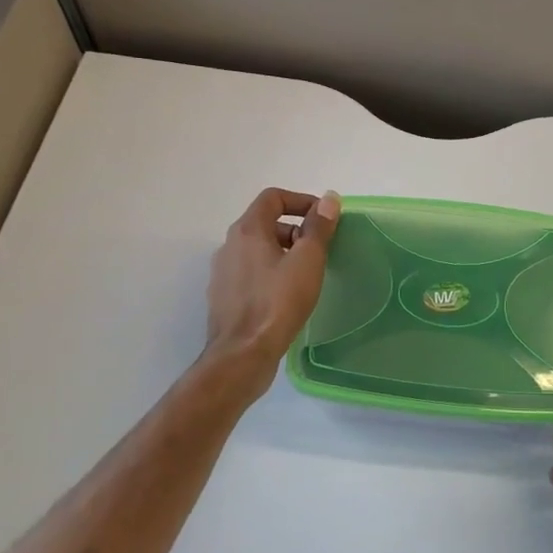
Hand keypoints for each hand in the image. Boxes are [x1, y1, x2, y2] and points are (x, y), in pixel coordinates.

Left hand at [203, 188, 340, 384]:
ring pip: (257, 250)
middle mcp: (229, 246)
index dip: (301, 201)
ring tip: (306, 274)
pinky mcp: (224, 297)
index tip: (323, 219)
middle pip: (265, 223)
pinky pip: (250, 273)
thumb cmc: (278, 302)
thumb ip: (319, 227)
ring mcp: (223, 273)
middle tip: (318, 250)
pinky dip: (270, 273)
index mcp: (247, 231)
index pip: (273, 198)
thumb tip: (329, 199)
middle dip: (295, 229)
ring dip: (283, 252)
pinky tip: (287, 295)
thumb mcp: (308, 260)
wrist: (242, 355)